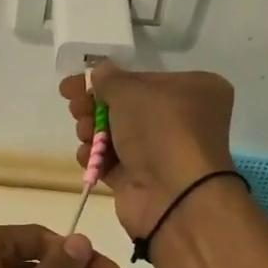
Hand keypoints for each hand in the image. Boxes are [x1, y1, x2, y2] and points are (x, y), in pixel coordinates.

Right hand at [60, 65, 235, 239]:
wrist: (174, 196)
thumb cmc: (161, 131)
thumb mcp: (131, 92)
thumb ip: (110, 79)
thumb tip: (99, 71)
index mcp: (194, 90)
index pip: (143, 79)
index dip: (108, 79)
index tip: (75, 82)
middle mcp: (182, 120)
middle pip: (127, 107)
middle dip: (95, 106)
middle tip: (73, 107)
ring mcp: (162, 152)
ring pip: (117, 135)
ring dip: (92, 131)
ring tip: (83, 133)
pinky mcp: (143, 180)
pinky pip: (113, 162)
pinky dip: (97, 158)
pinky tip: (86, 156)